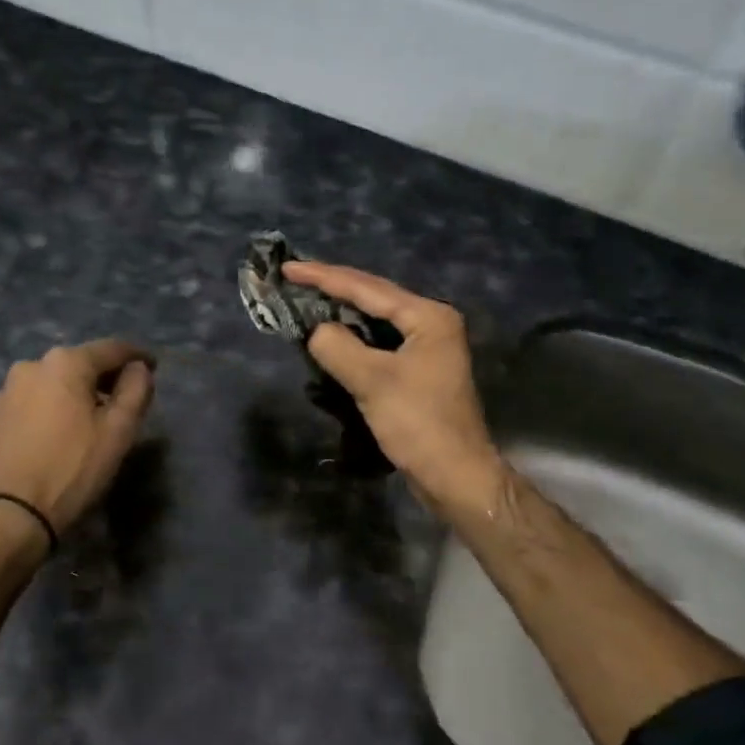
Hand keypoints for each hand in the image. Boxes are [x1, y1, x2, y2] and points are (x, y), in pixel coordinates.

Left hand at [0, 339, 155, 551]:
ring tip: (83, 425)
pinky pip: (25, 409)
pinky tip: (49, 442)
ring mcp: (1, 395)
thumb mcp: (118, 433)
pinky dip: (43, 416)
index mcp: (64, 364)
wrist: (4, 519)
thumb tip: (138, 368)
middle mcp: (29, 368)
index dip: (137, 356)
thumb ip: (136, 391)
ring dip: (69, 397)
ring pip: (48, 387)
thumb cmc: (70, 471)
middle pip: (77, 365)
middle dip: (101, 378)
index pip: (111, 349)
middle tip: (121, 401)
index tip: (153, 367)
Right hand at [282, 263, 508, 515]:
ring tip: (306, 300)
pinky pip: (380, 344)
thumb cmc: (419, 424)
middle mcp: (432, 324)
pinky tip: (331, 337)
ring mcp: (427, 348)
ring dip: (342, 313)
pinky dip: (354, 339)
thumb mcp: (373, 381)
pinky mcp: (419, 371)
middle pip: (374, 297)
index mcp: (428, 317)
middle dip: (333, 289)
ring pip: (376, 320)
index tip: (288, 268)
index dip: (324, 277)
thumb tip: (315, 331)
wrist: (456, 476)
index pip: (367, 288)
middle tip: (293, 278)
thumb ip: (338, 347)